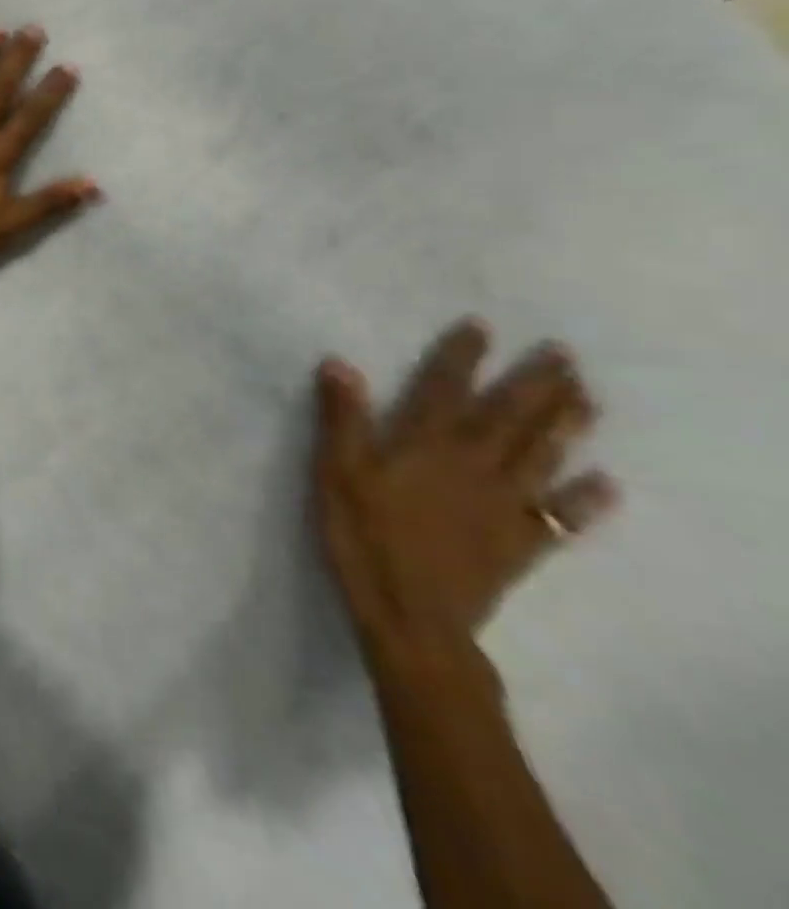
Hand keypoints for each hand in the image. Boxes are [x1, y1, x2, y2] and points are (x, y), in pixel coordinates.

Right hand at [315, 320, 618, 653]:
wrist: (412, 616)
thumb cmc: (363, 536)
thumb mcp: (336, 473)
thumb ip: (342, 419)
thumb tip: (340, 363)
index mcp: (426, 446)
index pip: (446, 389)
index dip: (462, 357)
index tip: (481, 326)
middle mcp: (474, 466)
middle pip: (511, 417)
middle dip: (537, 383)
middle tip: (564, 353)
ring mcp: (504, 505)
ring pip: (543, 456)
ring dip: (567, 424)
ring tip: (588, 397)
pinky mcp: (520, 543)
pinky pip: (561, 516)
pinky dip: (586, 499)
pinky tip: (606, 484)